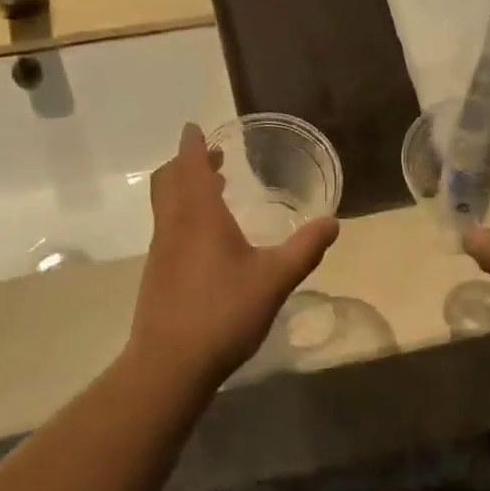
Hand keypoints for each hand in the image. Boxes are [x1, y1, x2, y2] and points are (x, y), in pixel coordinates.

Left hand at [128, 124, 338, 389]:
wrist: (170, 362)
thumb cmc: (223, 312)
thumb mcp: (274, 280)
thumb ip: (304, 249)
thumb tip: (332, 222)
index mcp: (198, 216)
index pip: (189, 166)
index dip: (192, 144)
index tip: (195, 128)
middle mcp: (173, 226)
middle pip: (169, 181)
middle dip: (186, 163)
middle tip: (209, 157)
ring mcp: (160, 251)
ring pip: (166, 205)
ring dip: (183, 189)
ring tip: (211, 190)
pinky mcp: (157, 274)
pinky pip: (167, 228)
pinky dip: (182, 215)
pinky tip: (204, 238)